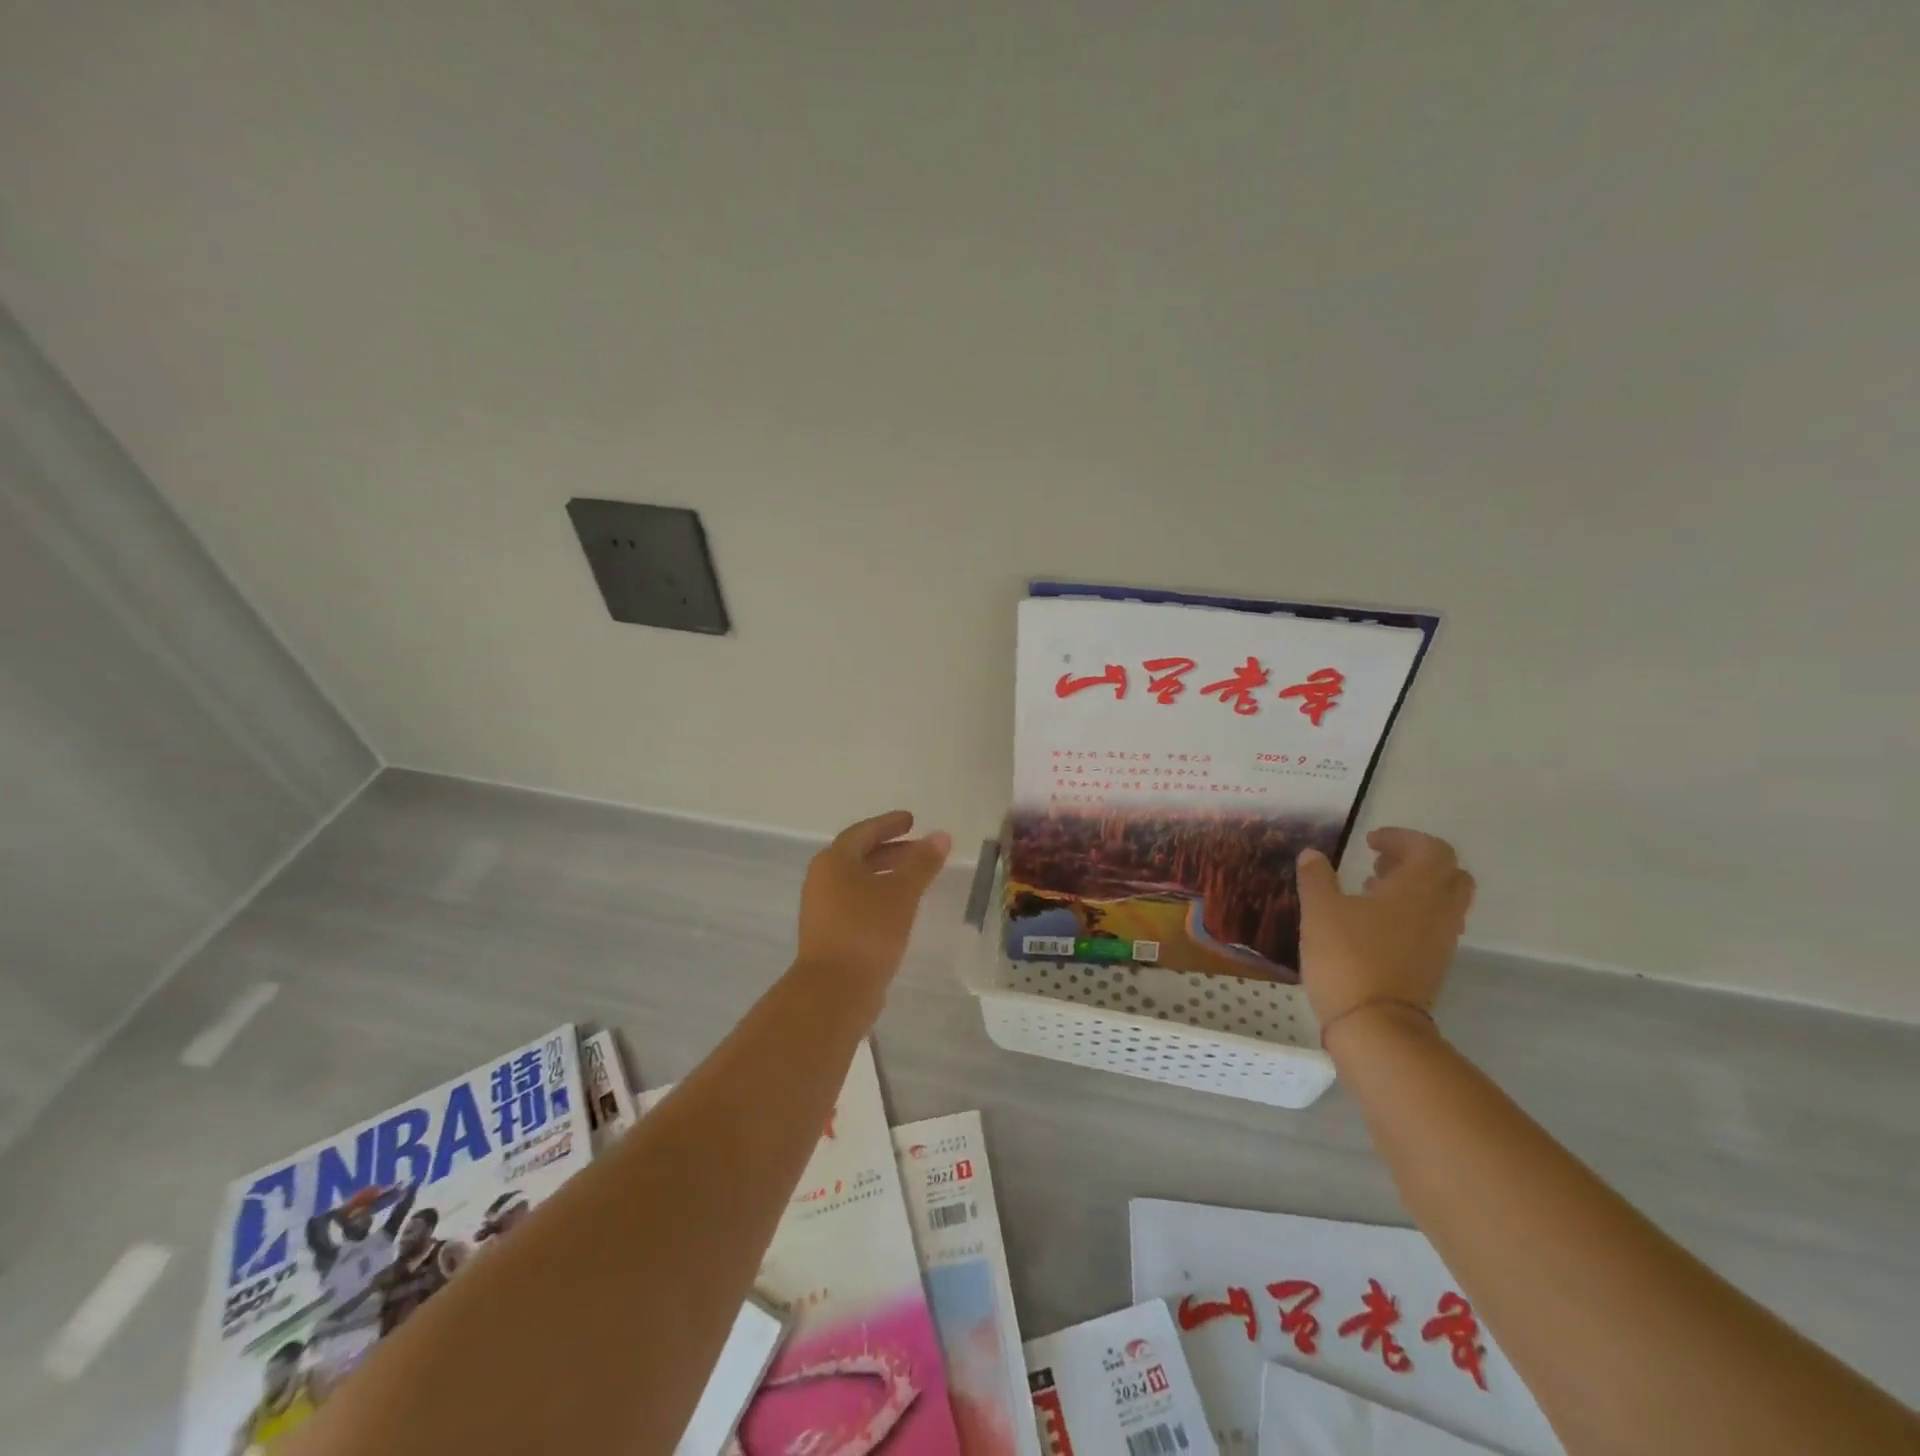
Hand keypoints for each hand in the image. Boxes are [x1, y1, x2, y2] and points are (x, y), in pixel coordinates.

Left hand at [797, 810, 952, 990]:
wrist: (834, 991)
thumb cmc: (867, 931)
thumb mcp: (902, 893)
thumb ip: (922, 863)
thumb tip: (941, 836)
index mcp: (834, 861)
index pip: (864, 832)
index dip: (889, 825)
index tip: (912, 820)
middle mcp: (822, 880)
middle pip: (859, 856)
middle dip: (892, 850)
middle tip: (921, 849)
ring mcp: (822, 909)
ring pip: (858, 881)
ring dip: (887, 875)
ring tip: (917, 879)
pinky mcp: (829, 934)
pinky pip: (857, 903)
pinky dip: (879, 897)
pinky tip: (901, 909)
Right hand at [1294, 828, 1474, 1032]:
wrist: (1375, 1025)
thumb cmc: (1346, 958)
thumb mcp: (1319, 911)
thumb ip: (1316, 878)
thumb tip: (1312, 854)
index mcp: (1417, 889)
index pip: (1431, 849)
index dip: (1402, 838)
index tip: (1369, 842)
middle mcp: (1438, 911)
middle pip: (1449, 873)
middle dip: (1416, 861)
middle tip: (1379, 864)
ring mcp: (1440, 941)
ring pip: (1443, 901)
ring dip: (1414, 888)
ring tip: (1371, 892)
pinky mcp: (1432, 965)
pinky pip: (1433, 925)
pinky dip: (1411, 914)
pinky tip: (1373, 924)